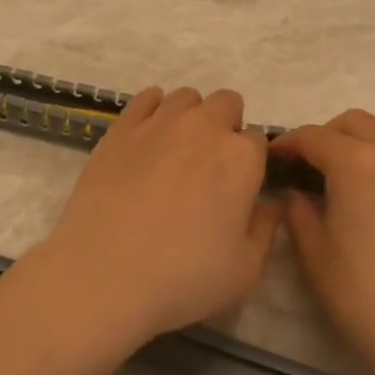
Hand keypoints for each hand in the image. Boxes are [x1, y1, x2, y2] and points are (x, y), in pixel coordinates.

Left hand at [32, 86, 281, 350]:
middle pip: (227, 104)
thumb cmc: (183, 277)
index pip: (258, 140)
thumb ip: (265, 229)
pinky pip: (145, 98)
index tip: (239, 186)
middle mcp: (204, 128)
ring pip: (186, 97)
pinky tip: (149, 135)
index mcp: (241, 158)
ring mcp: (158, 123)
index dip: (251, 162)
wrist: (104, 274)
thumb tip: (270, 205)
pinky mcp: (120, 129)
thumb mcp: (245, 270)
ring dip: (191, 116)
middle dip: (226, 126)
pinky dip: (153, 108)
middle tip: (211, 167)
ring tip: (178, 151)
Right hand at [270, 110, 374, 374]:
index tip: (277, 156)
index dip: (290, 142)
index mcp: (357, 165)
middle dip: (330, 135)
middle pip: (359, 122)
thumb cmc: (362, 297)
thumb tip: (296, 193)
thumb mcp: (314, 254)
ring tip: (357, 170)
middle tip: (315, 162)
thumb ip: (299, 211)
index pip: (315, 136)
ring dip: (370, 140)